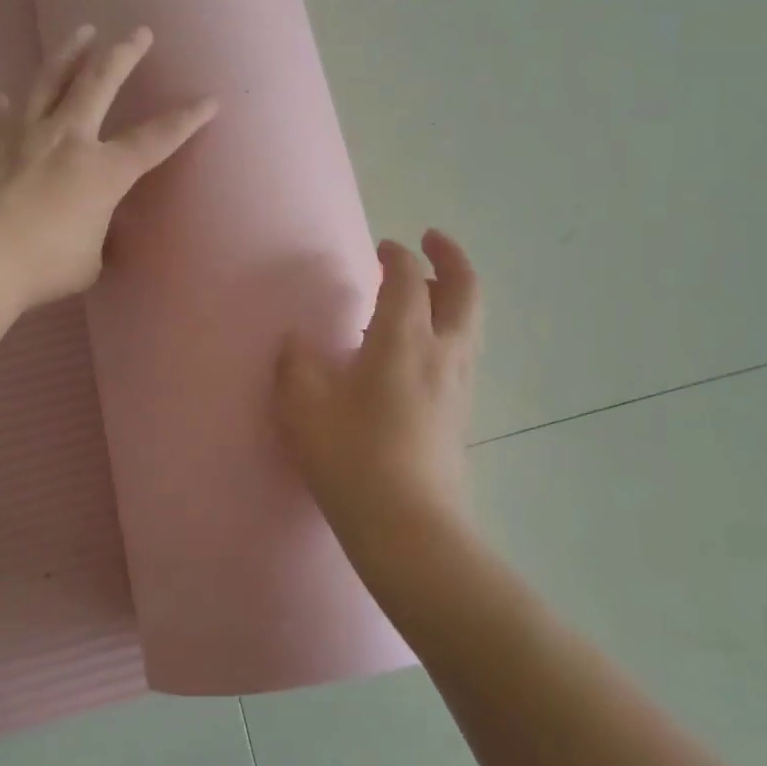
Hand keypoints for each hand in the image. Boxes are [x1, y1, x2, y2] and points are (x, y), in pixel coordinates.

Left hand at [0, 24, 215, 309]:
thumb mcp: (89, 260)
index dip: (186, 120)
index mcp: (103, 171)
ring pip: (49, 81)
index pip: (155, 140)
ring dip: (70, 54)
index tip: (209, 100)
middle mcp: (68, 139)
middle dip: (125, 55)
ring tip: (83, 32)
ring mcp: (23, 135)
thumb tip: (91, 232)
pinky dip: (1, 107)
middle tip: (139, 32)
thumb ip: (96, 237)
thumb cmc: (46, 264)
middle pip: (100, 83)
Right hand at [275, 230, 482, 580]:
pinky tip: (419, 349)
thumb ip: (297, 364)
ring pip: (470, 322)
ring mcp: (459, 384)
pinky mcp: (462, 413)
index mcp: (404, 339)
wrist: (409, 525)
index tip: (383, 249)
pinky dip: (449, 328)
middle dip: (451, 258)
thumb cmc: (353, 458)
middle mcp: (442, 352)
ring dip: (453, 293)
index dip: (396, 257)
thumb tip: (298, 343)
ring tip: (426, 291)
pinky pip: (462, 351)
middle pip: (465, 290)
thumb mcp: (305, 407)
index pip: (408, 278)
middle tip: (432, 240)